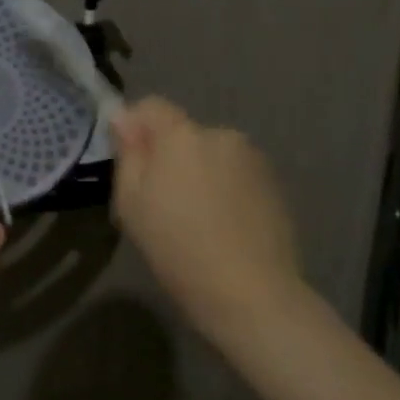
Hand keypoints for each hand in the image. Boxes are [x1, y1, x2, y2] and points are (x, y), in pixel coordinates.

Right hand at [111, 97, 303, 335]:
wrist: (251, 293)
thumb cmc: (177, 246)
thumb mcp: (130, 202)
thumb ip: (128, 153)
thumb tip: (124, 120)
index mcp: (182, 135)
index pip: (152, 106)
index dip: (135, 126)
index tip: (128, 159)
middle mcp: (221, 135)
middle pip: (183, 133)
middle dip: (169, 154)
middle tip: (159, 198)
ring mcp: (253, 159)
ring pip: (211, 154)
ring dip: (198, 171)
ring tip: (194, 216)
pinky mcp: (275, 184)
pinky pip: (235, 173)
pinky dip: (223, 188)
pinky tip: (222, 225)